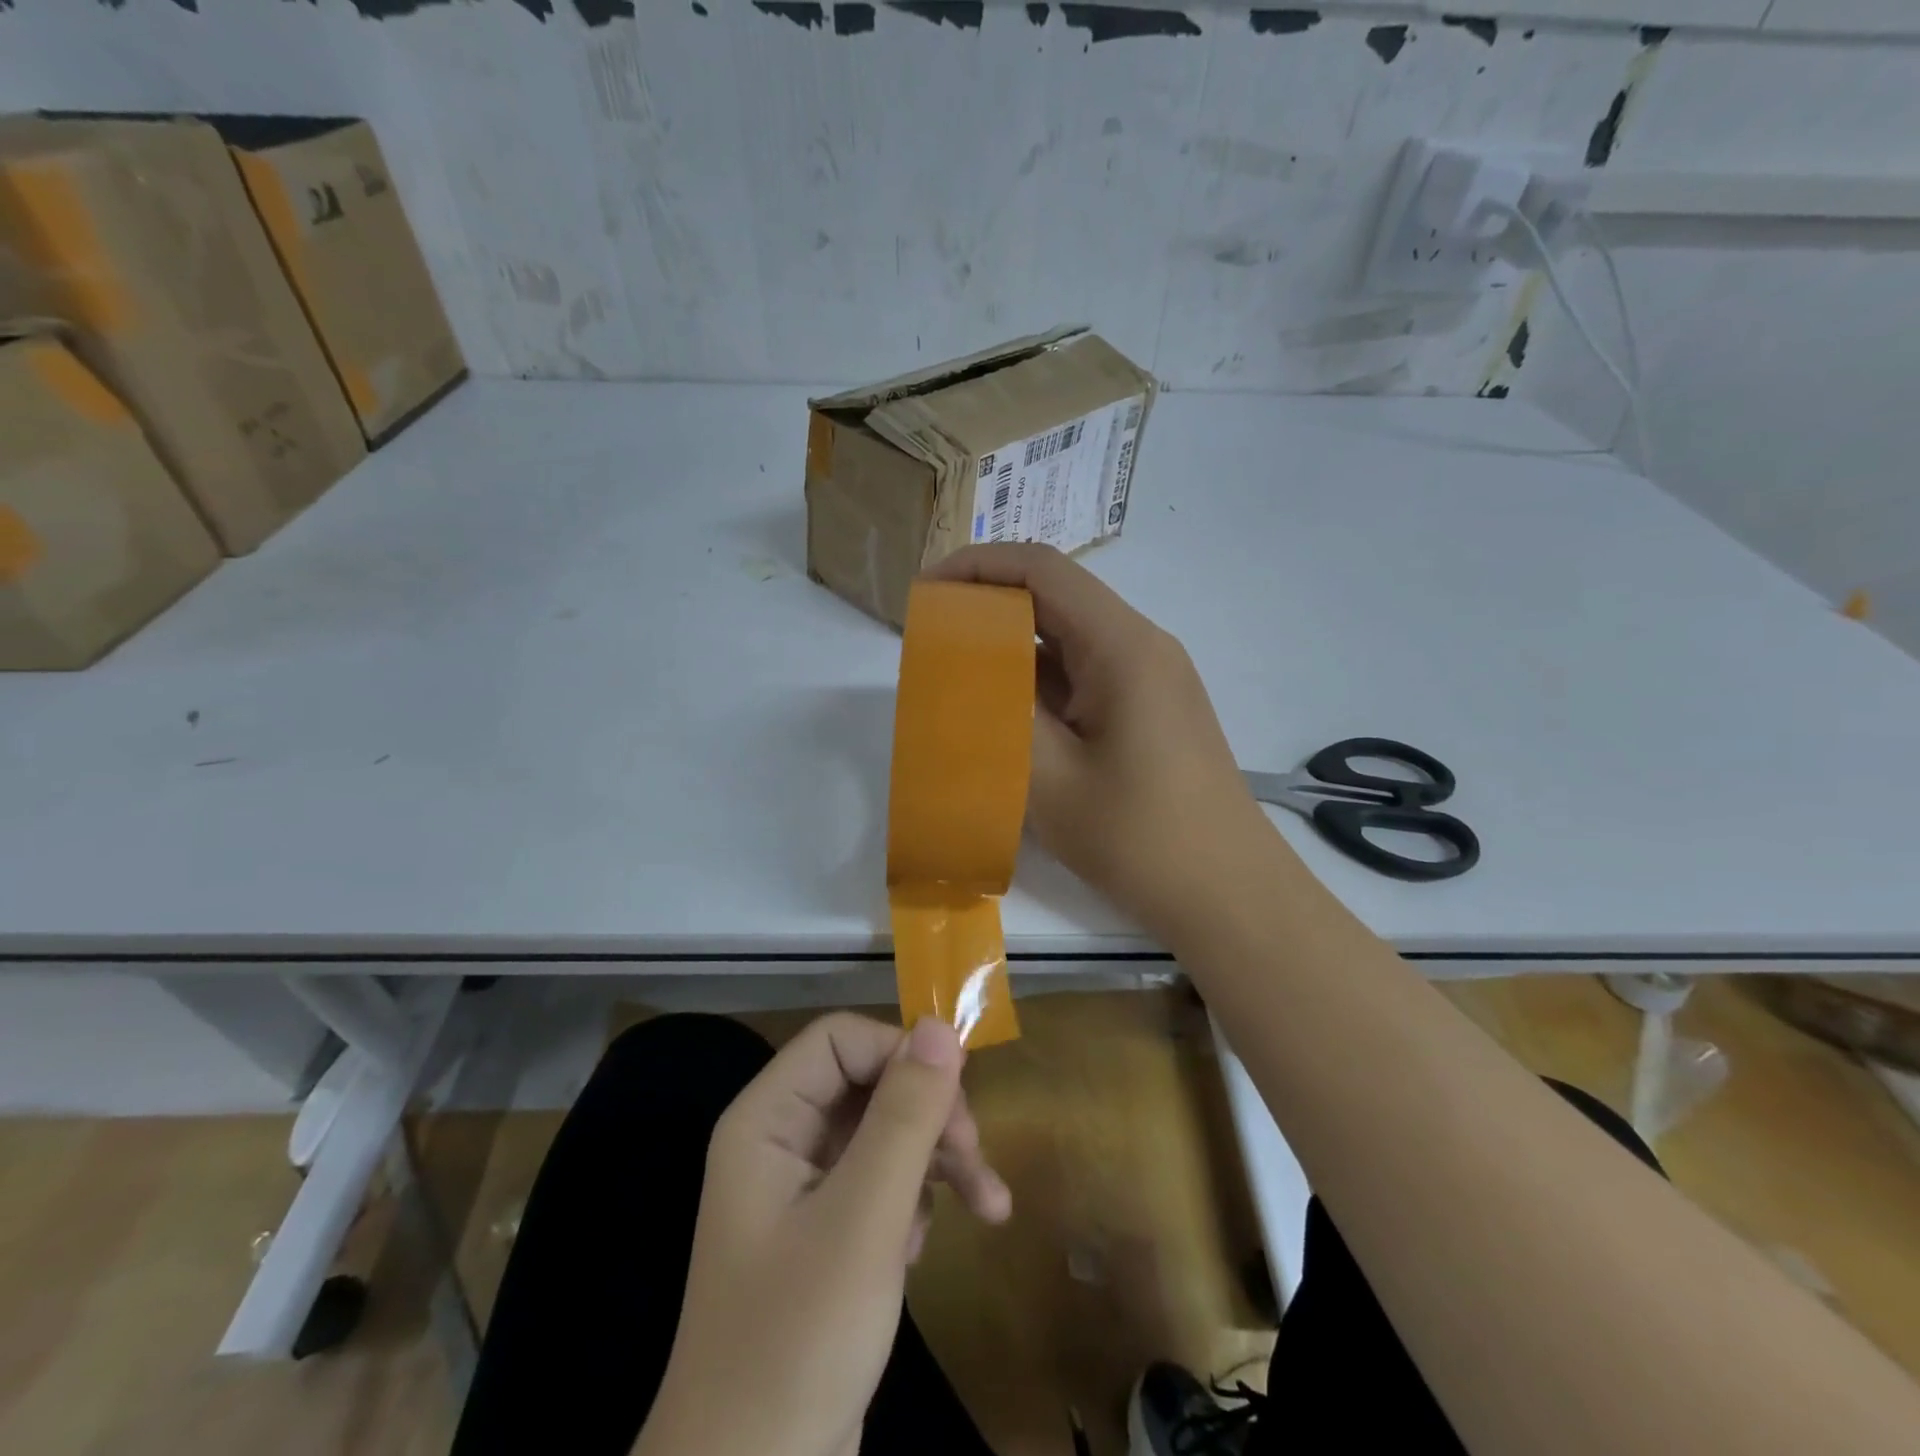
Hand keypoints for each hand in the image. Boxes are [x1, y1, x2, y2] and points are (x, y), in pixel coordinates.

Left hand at [637, 1014, 1010, 1455]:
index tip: (954, 1097)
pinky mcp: (827, 1232)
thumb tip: (940, 1026)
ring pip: (885, 1131)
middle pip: (870, 1083)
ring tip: (988, 1205)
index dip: (899, 1053)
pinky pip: (882, 1181)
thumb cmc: (798, 1340)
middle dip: (930, 1114)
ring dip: (938, 1158)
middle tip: (976, 1159)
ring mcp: (804, 1188)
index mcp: (768, 1120)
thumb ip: (904, 1115)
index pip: (841, 1040)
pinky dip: (916, 1201)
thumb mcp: (864, 1219)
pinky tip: (924, 1248)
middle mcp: (783, 1140)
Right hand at [928, 543, 1278, 943]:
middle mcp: (1140, 647)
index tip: (926, 591)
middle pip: (1056, 599)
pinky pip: (1085, 678)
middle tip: (930, 639)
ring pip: (1069, 642)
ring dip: (1013, 650)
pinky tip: (1005, 714)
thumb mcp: (1050, 778)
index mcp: (1121, 647)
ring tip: (956, 678)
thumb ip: (999, 714)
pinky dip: (1039, 684)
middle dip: (988, 608)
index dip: (978, 566)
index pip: (1043, 570)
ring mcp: (1149, 681)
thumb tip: (960, 675)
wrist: (1228, 895)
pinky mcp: (1149, 712)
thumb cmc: (1140, 837)